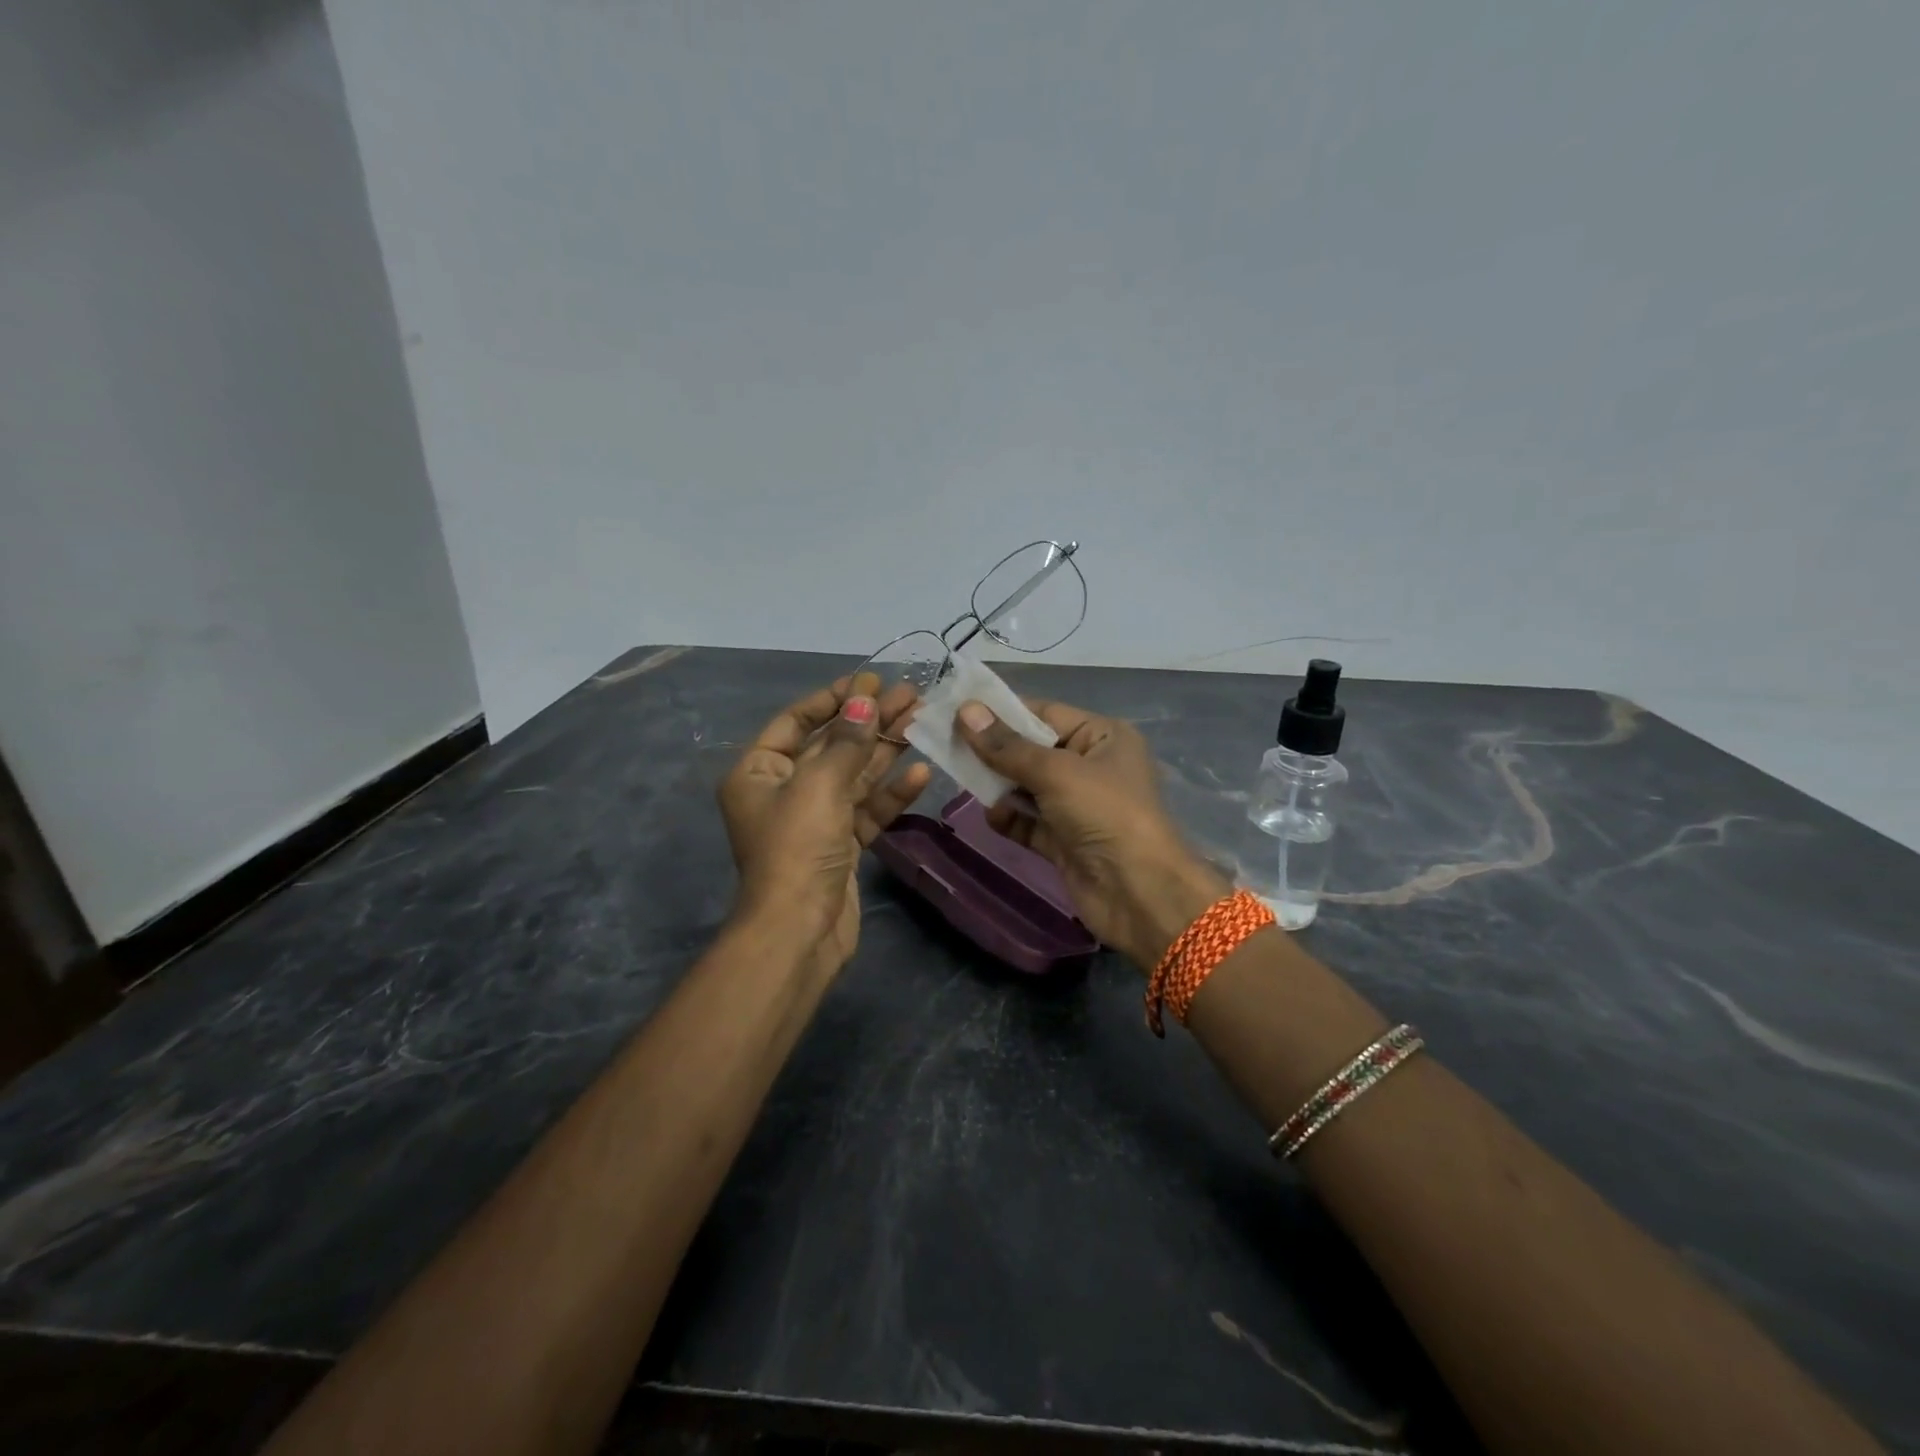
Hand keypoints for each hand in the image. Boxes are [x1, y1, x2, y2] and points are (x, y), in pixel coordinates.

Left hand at [718, 673, 931, 973]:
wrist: (799, 932)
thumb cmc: (797, 849)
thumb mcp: (820, 786)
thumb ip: (847, 741)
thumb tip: (865, 699)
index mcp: (759, 772)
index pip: (796, 721)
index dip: (834, 698)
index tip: (870, 680)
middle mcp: (784, 791)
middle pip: (831, 746)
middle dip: (869, 721)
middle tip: (910, 695)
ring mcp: (814, 820)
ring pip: (854, 776)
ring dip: (885, 750)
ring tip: (921, 720)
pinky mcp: (840, 845)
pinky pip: (866, 809)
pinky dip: (891, 792)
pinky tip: (921, 771)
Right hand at [957, 700, 1228, 971]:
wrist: (1140, 893)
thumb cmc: (1105, 813)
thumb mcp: (1056, 771)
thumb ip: (1007, 746)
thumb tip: (965, 711)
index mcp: (1102, 737)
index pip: (1044, 713)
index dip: (1002, 712)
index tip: (957, 710)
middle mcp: (1091, 766)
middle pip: (1032, 750)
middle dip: (994, 750)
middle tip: (948, 745)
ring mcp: (1077, 806)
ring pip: (1026, 787)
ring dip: (998, 785)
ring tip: (962, 779)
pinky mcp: (1064, 841)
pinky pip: (1029, 822)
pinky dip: (1010, 818)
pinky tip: (992, 816)